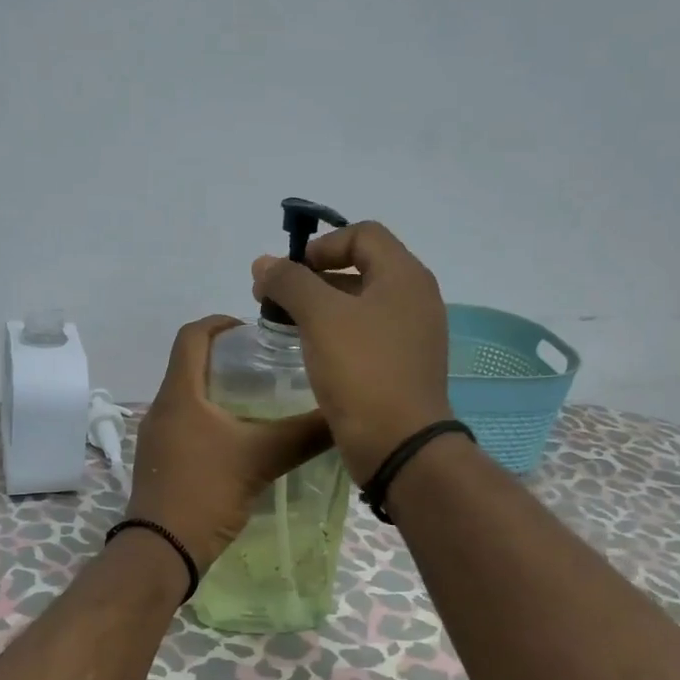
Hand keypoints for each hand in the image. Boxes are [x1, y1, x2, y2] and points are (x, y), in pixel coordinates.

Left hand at [127, 316, 332, 574]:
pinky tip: (242, 438)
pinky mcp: (160, 461)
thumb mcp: (261, 458)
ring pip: (189, 397)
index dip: (220, 323)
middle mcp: (162, 407)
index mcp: (179, 394)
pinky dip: (211, 418)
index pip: (191, 336)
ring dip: (219, 390)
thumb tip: (344, 414)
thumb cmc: (206, 492)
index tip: (253, 329)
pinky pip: (186, 424)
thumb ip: (304, 434)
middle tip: (268, 365)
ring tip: (262, 399)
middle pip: (190, 364)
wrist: (162, 551)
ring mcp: (157, 436)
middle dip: (226, 358)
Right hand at [251, 221, 453, 480]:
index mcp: (405, 276)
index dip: (321, 245)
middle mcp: (415, 298)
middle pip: (361, 266)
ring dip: (321, 305)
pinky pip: (365, 333)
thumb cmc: (361, 370)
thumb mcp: (320, 316)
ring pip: (360, 303)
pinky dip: (336, 332)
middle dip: (313, 276)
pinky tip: (310, 351)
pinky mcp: (402, 365)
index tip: (288, 273)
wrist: (398, 445)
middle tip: (275, 298)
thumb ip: (290, 282)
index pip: (362, 234)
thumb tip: (264, 263)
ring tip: (285, 324)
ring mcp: (412, 334)